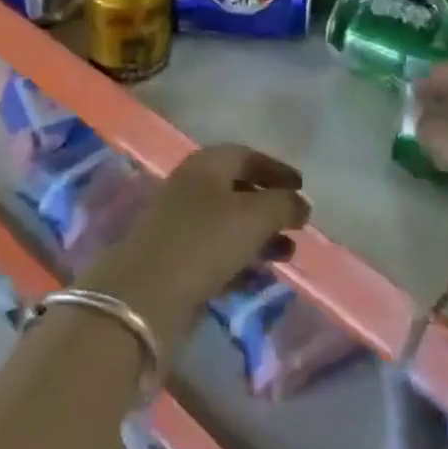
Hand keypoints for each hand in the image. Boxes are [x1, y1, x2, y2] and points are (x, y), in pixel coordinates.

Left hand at [80, 145, 309, 361]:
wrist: (145, 293)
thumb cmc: (205, 241)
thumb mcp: (255, 216)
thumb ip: (284, 204)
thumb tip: (301, 203)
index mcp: (207, 163)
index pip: (247, 155)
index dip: (277, 169)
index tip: (302, 187)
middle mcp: (191, 185)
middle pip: (237, 188)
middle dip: (269, 206)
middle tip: (297, 225)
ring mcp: (178, 222)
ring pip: (227, 222)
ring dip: (258, 236)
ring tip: (286, 255)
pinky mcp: (173, 258)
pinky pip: (215, 252)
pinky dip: (240, 259)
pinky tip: (259, 277)